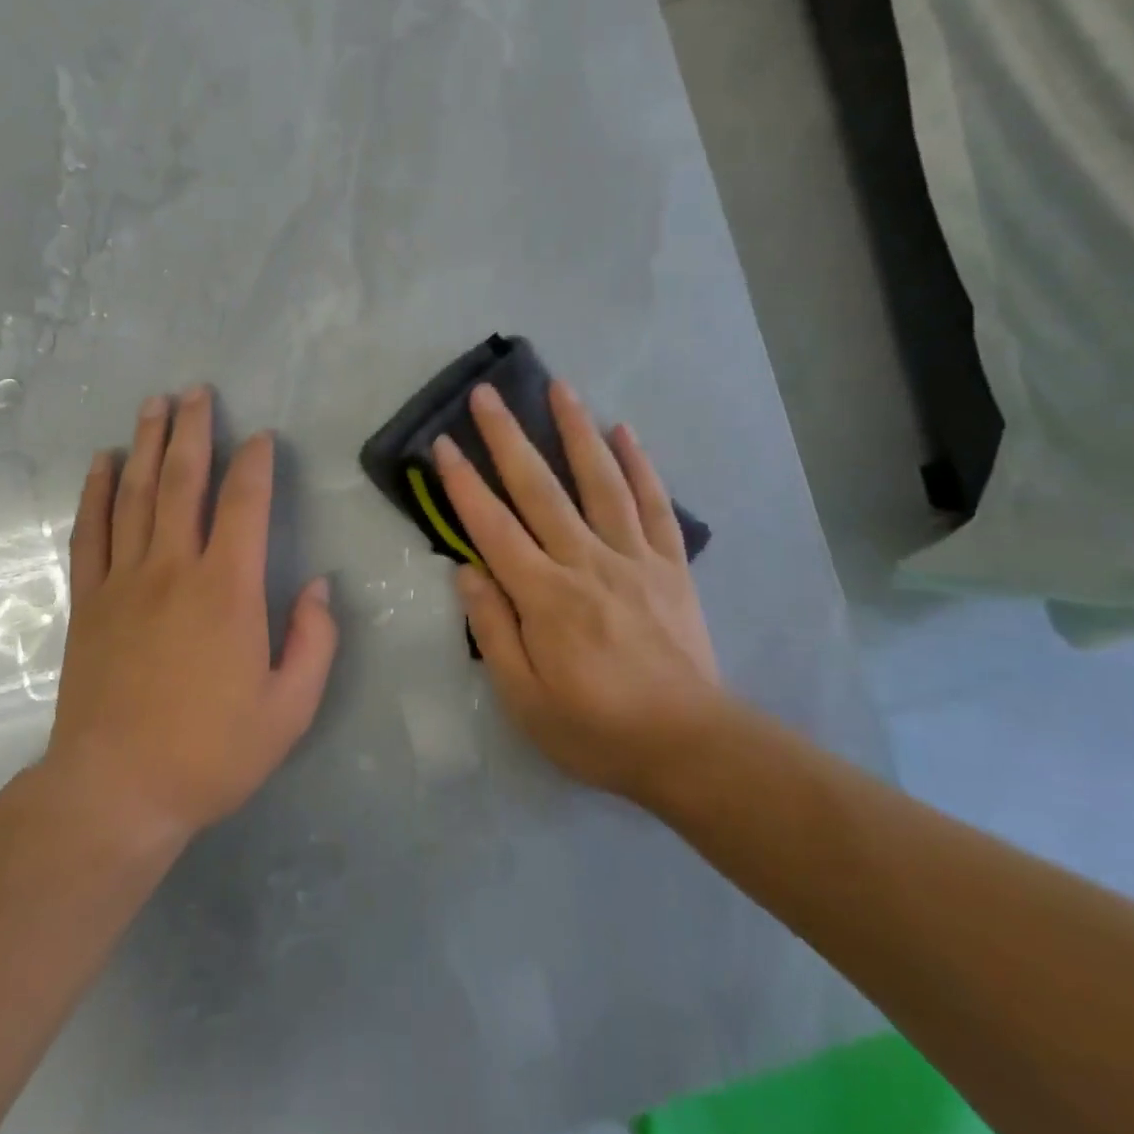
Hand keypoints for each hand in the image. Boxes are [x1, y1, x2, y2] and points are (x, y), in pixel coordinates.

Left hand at [44, 387, 339, 843]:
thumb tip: (319, 587)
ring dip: (147, 444)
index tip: (261, 438)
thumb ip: (314, 641)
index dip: (255, 464)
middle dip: (194, 430)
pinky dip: (96, 492)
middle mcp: (173, 568)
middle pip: (183, 481)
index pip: (244, 504)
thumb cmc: (211, 752)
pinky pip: (90, 532)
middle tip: (197, 391)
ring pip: (136, 494)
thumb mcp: (290, 708)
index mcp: (228, 589)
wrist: (117, 791)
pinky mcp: (89, 601)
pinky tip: (102, 463)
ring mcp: (124, 580)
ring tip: (154, 404)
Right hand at [434, 381, 720, 802]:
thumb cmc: (596, 729)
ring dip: (576, 431)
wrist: (690, 746)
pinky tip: (625, 432)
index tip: (443, 444)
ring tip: (559, 387)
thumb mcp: (524, 699)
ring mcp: (633, 558)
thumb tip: (466, 572)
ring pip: (600, 482)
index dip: (463, 483)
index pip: (493, 527)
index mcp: (544, 596)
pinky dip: (640, 465)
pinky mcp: (670, 565)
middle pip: (539, 489)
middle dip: (508, 438)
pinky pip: (654, 505)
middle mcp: (586, 562)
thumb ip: (493, 630)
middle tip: (487, 394)